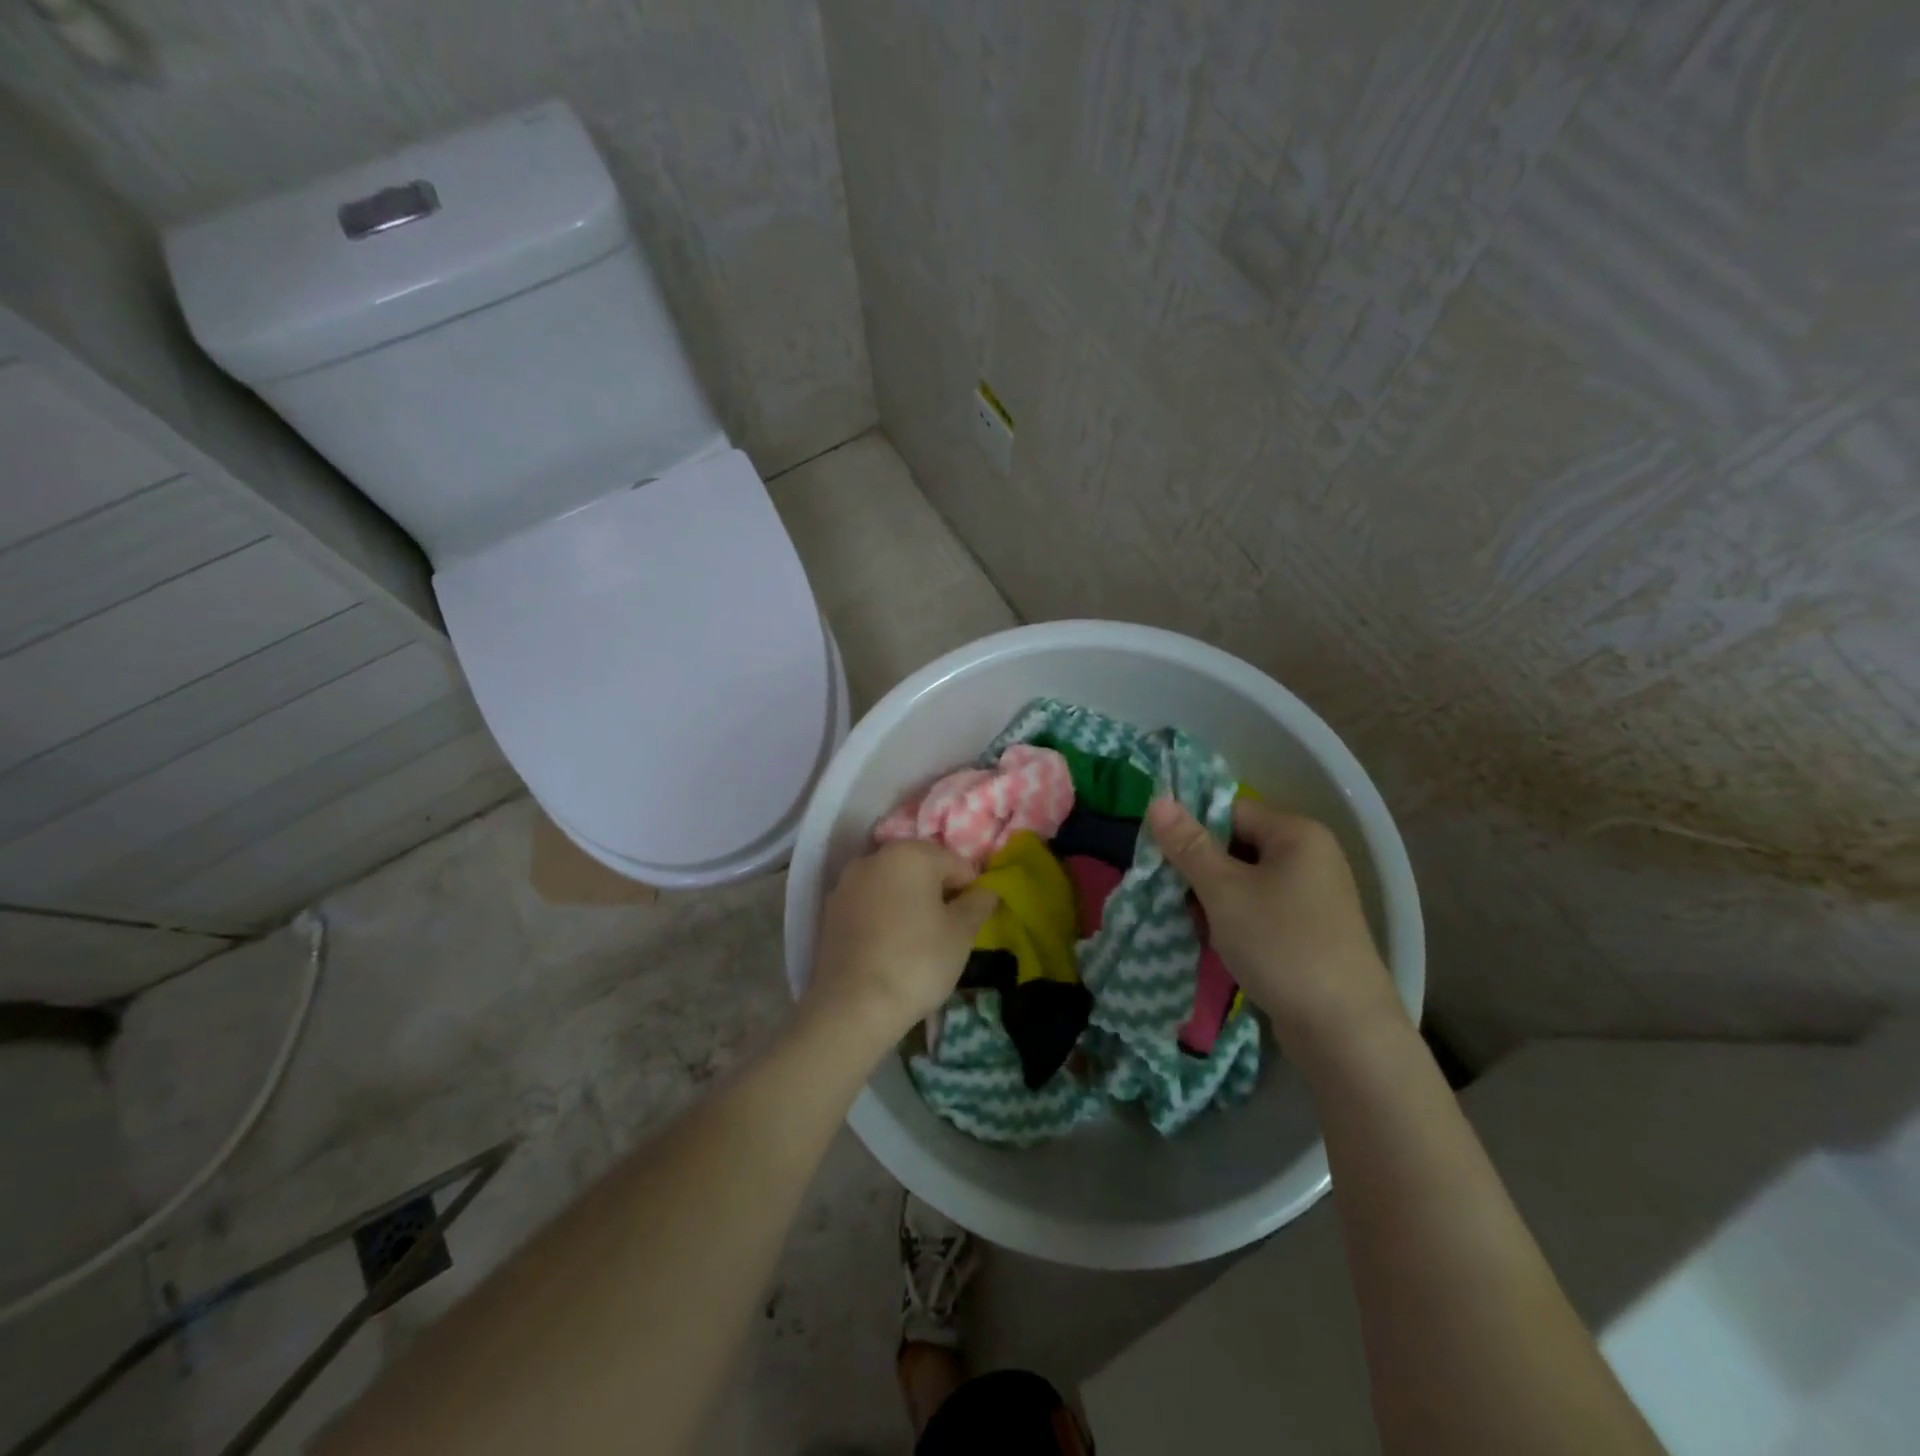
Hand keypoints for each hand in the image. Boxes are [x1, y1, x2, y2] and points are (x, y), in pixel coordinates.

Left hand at [806, 840, 997, 1047]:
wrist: (853, 1006)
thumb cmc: (917, 961)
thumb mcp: (961, 933)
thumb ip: (978, 904)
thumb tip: (987, 891)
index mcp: (909, 853)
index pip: (956, 864)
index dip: (970, 892)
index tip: (969, 924)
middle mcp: (874, 858)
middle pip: (920, 869)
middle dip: (937, 894)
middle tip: (946, 934)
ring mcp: (846, 884)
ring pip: (892, 886)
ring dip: (909, 905)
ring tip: (917, 944)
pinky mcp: (830, 912)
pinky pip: (868, 906)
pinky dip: (883, 918)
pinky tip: (889, 949)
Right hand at [1147, 797, 1402, 1054]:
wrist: (1343, 1030)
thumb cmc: (1280, 945)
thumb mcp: (1224, 891)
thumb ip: (1188, 845)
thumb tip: (1157, 800)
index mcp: (1297, 834)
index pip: (1230, 810)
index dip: (1192, 829)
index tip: (1160, 858)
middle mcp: (1311, 857)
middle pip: (1237, 846)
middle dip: (1200, 869)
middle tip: (1169, 894)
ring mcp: (1314, 897)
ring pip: (1245, 882)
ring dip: (1214, 899)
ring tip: (1191, 922)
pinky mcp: (1311, 931)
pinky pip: (1261, 910)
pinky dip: (1235, 921)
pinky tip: (1217, 943)